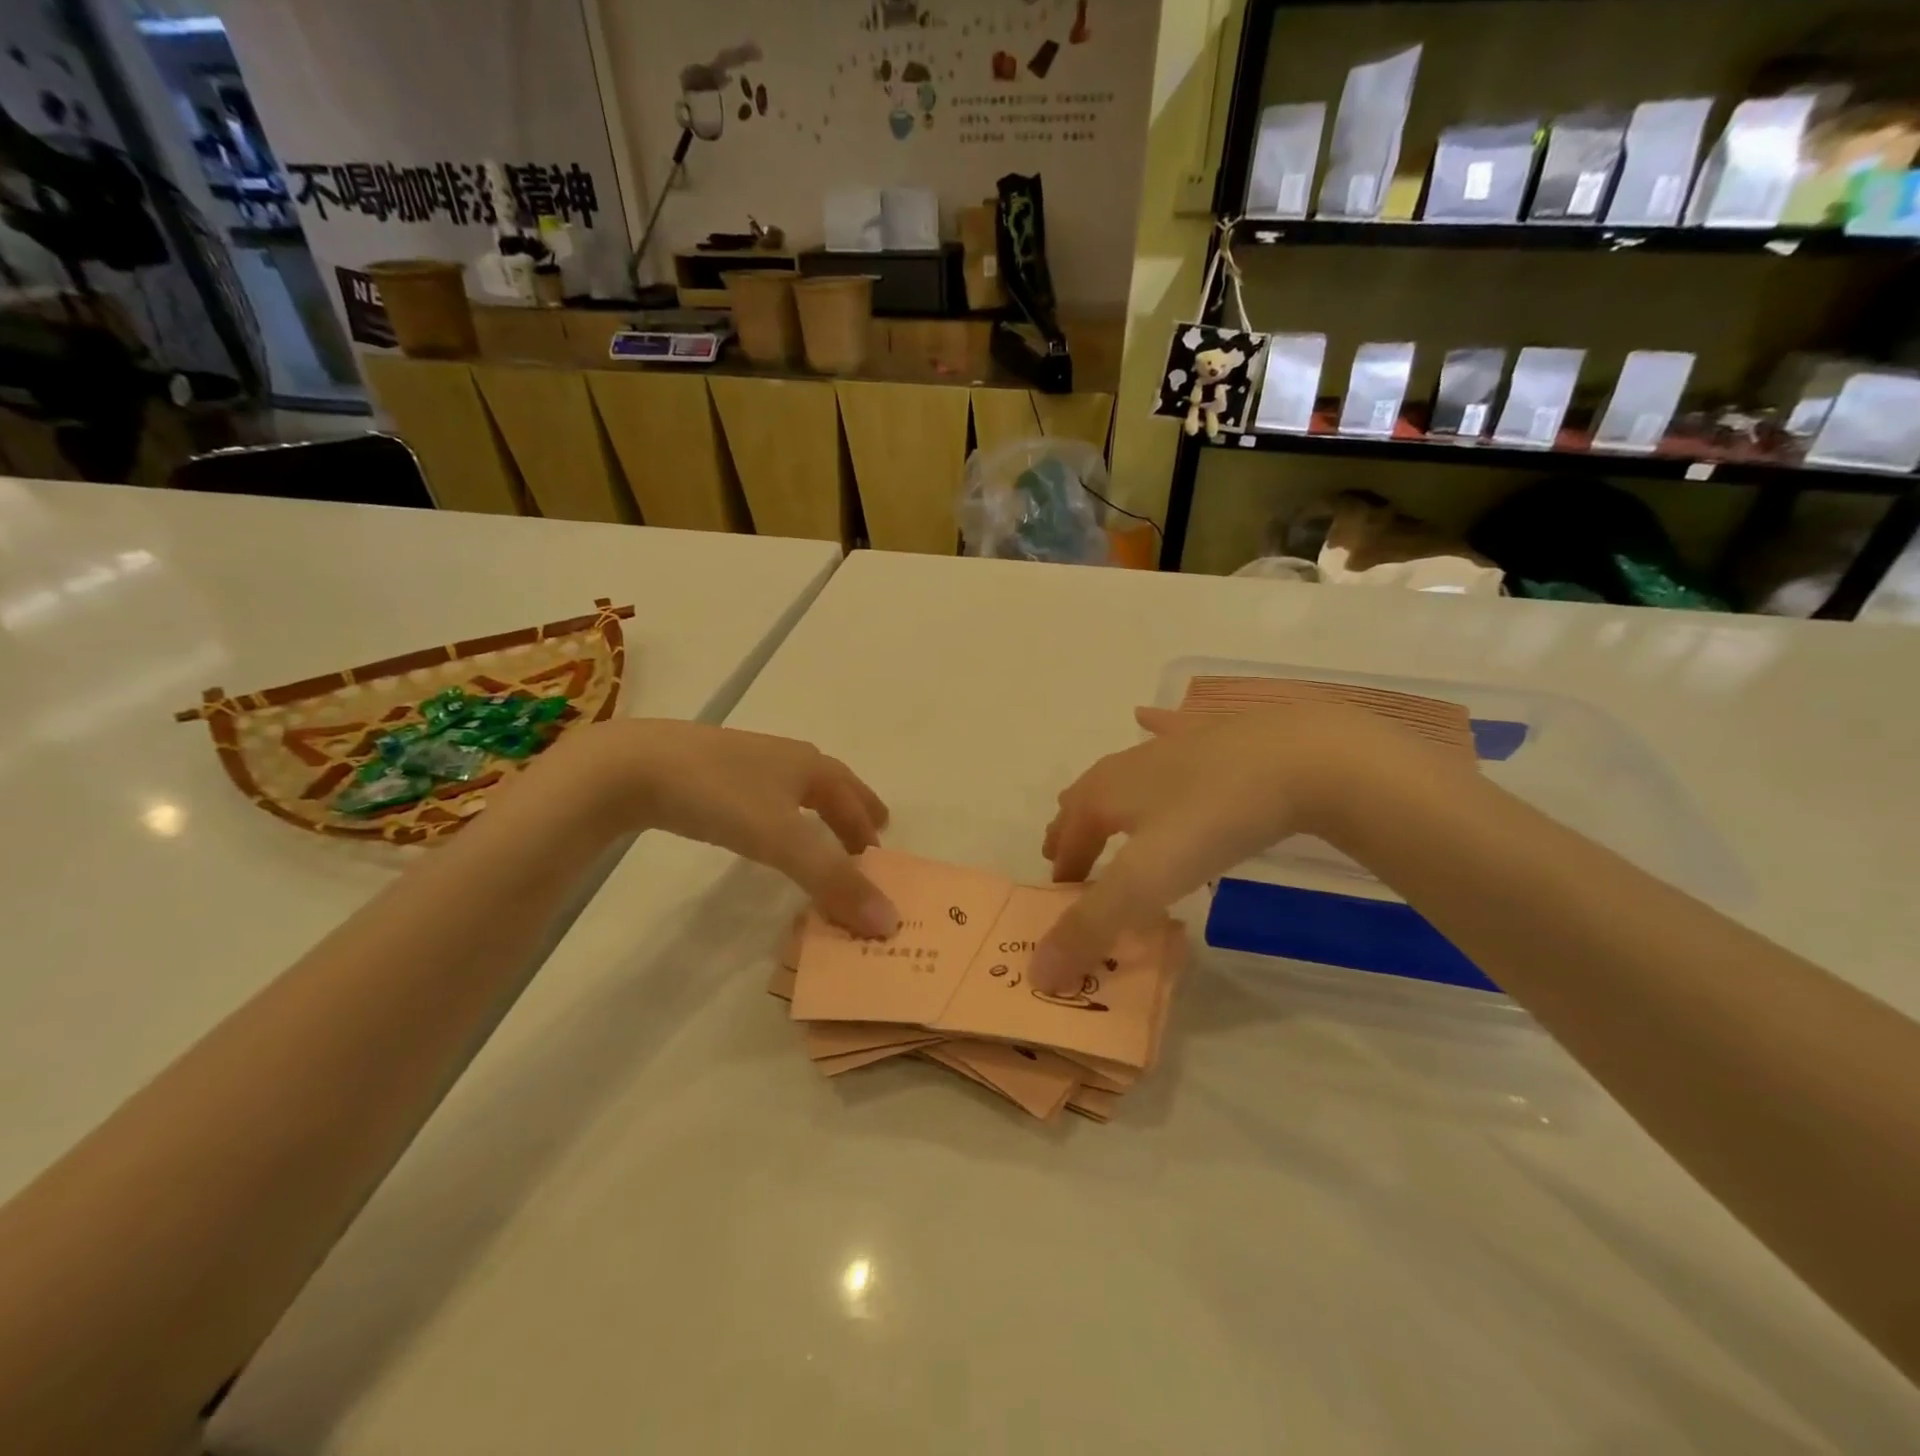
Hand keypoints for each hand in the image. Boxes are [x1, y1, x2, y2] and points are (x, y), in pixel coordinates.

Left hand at [545, 720, 899, 937]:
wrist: (633, 765)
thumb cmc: (720, 795)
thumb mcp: (781, 840)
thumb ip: (833, 881)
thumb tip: (888, 922)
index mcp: (808, 766)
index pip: (852, 796)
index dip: (868, 824)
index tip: (881, 850)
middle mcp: (784, 757)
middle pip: (830, 784)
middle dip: (851, 810)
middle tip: (867, 836)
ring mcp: (745, 761)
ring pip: (795, 787)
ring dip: (816, 811)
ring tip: (820, 833)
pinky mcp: (710, 771)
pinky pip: (763, 794)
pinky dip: (780, 813)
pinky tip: (762, 825)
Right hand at [1033, 704, 1426, 991]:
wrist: (1298, 759)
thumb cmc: (1212, 821)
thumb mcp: (1147, 882)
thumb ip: (1091, 926)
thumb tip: (1037, 974)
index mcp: (1103, 796)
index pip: (1067, 840)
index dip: (1062, 872)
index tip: (1063, 899)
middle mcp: (1126, 766)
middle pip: (1084, 800)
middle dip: (1071, 829)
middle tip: (1067, 854)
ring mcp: (1170, 745)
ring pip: (1119, 771)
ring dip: (1102, 794)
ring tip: (1098, 808)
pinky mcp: (1211, 733)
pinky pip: (1167, 728)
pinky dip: (1150, 728)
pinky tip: (1147, 719)